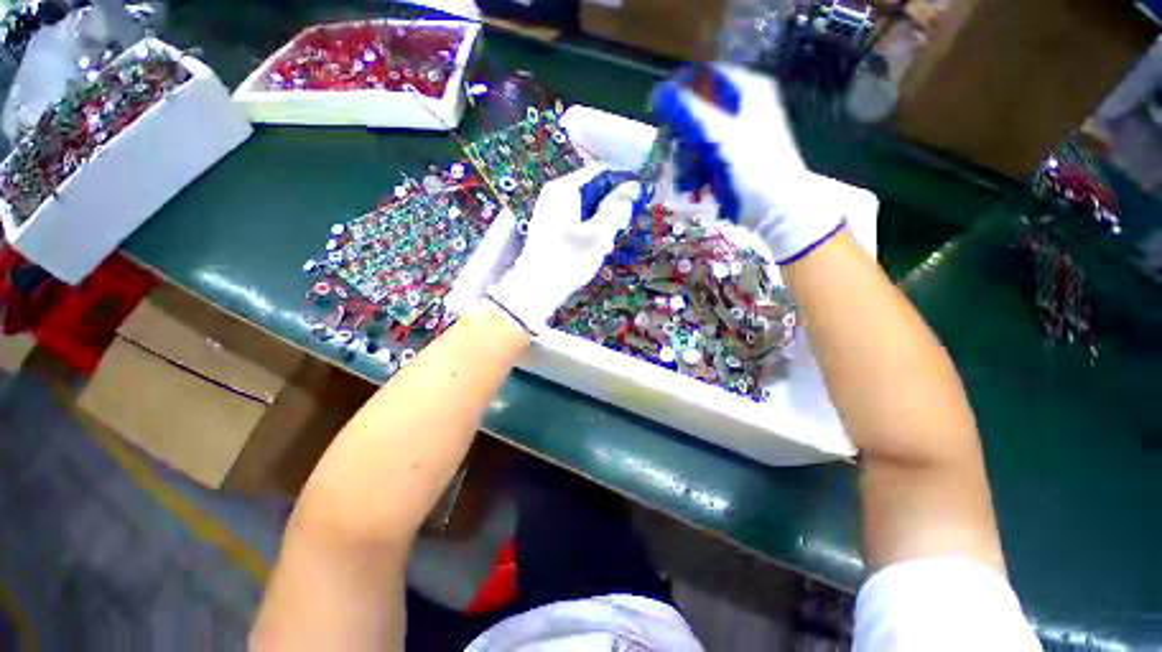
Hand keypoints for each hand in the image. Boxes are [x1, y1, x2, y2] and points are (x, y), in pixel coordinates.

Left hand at [488, 165, 640, 331]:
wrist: (537, 288)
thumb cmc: (569, 260)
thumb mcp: (598, 234)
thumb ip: (615, 208)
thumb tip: (633, 186)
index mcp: (565, 189)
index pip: (601, 172)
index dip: (622, 183)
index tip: (638, 200)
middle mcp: (556, 194)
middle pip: (593, 190)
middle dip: (610, 209)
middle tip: (619, 231)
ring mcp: (551, 210)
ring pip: (587, 208)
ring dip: (601, 224)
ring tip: (604, 246)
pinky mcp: (550, 226)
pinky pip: (577, 220)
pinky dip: (589, 231)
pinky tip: (593, 249)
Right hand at [651, 64, 844, 263]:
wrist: (776, 208)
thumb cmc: (753, 166)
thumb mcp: (721, 134)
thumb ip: (691, 112)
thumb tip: (661, 92)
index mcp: (748, 90)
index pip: (707, 75)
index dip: (681, 88)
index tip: (658, 107)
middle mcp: (743, 107)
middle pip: (700, 109)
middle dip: (684, 132)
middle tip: (672, 147)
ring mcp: (738, 134)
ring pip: (699, 135)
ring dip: (688, 156)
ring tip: (687, 176)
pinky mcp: (732, 158)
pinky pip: (705, 155)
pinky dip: (696, 169)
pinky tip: (694, 184)